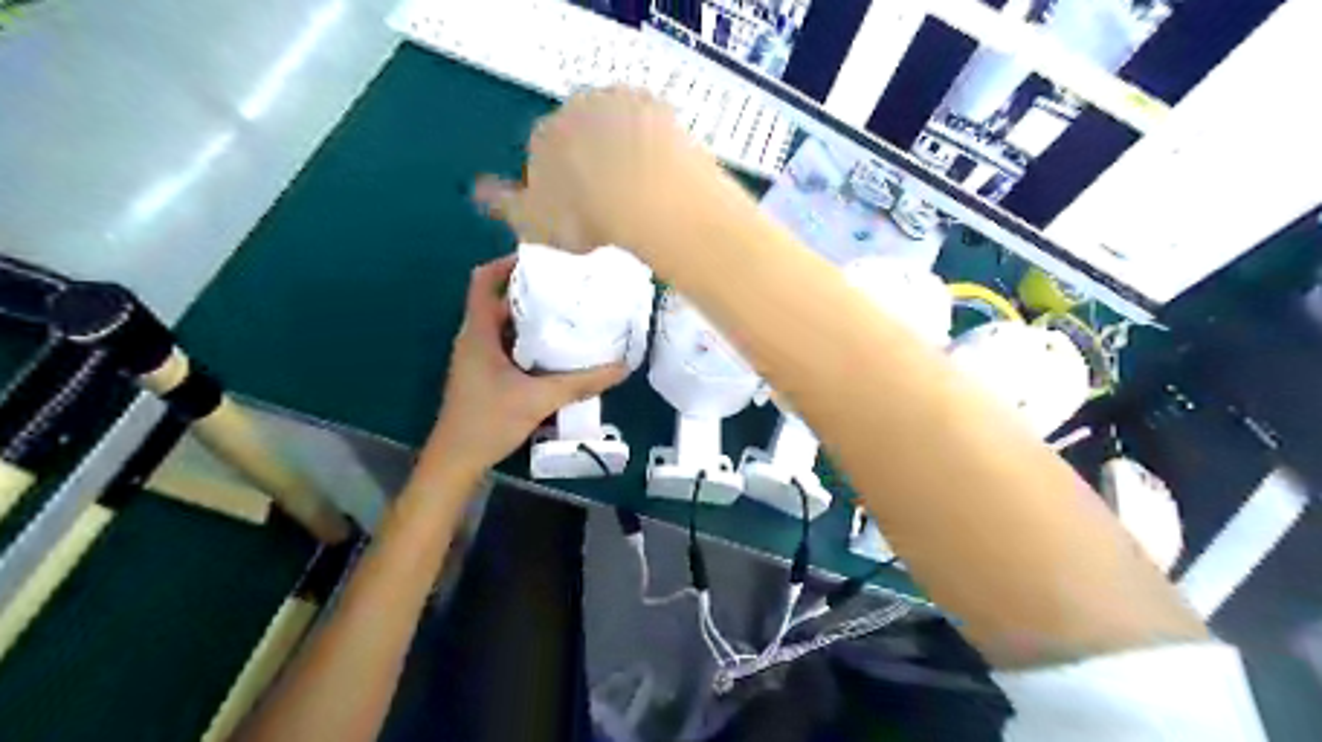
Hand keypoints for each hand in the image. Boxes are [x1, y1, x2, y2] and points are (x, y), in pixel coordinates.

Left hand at [428, 255, 626, 475]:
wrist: (456, 460)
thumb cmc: (489, 422)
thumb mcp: (539, 400)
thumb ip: (580, 383)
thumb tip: (622, 367)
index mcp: (478, 332)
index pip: (483, 281)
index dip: (507, 264)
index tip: (541, 261)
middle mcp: (474, 338)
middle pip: (499, 300)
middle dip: (531, 291)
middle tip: (568, 289)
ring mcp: (476, 357)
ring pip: (504, 325)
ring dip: (531, 318)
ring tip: (568, 314)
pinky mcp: (483, 374)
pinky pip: (506, 345)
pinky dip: (528, 341)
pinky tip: (556, 351)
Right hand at [474, 87, 721, 250]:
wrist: (649, 196)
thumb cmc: (586, 216)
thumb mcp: (533, 223)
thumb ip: (504, 205)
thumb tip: (478, 191)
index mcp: (542, 136)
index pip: (542, 154)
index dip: (558, 182)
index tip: (576, 210)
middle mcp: (575, 109)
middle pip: (579, 134)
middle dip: (589, 159)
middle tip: (608, 199)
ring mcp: (618, 103)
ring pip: (615, 125)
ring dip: (621, 148)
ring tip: (637, 189)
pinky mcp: (656, 106)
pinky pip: (650, 125)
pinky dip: (653, 143)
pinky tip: (662, 171)